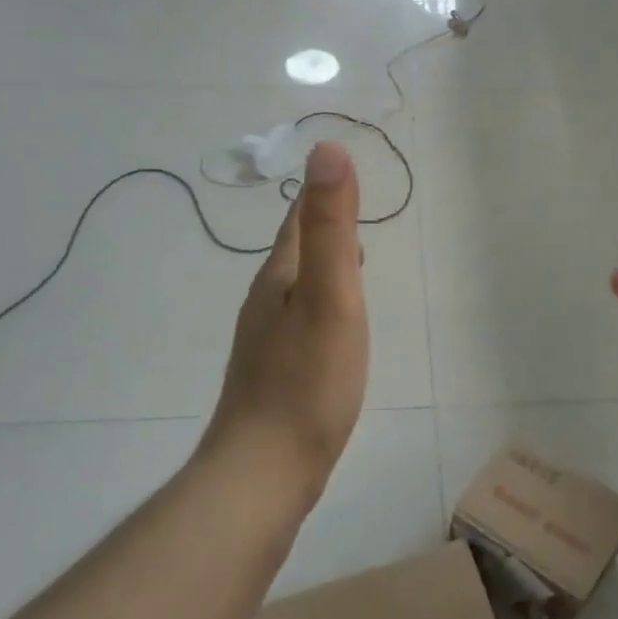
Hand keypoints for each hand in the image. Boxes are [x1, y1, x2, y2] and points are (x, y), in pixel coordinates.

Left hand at [202, 141, 368, 510]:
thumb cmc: (307, 381)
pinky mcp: (274, 375)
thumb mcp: (330, 297)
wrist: (264, 469)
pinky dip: (320, 307)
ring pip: (296, 289)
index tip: (341, 171)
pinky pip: (300, 324)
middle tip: (353, 215)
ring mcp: (265, 342)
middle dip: (323, 229)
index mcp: (278, 279)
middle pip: (295, 253)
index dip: (320, 194)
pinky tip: (333, 328)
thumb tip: (326, 149)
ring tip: (351, 264)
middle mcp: (264, 303)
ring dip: (322, 268)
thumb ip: (331, 228)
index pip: (298, 221)